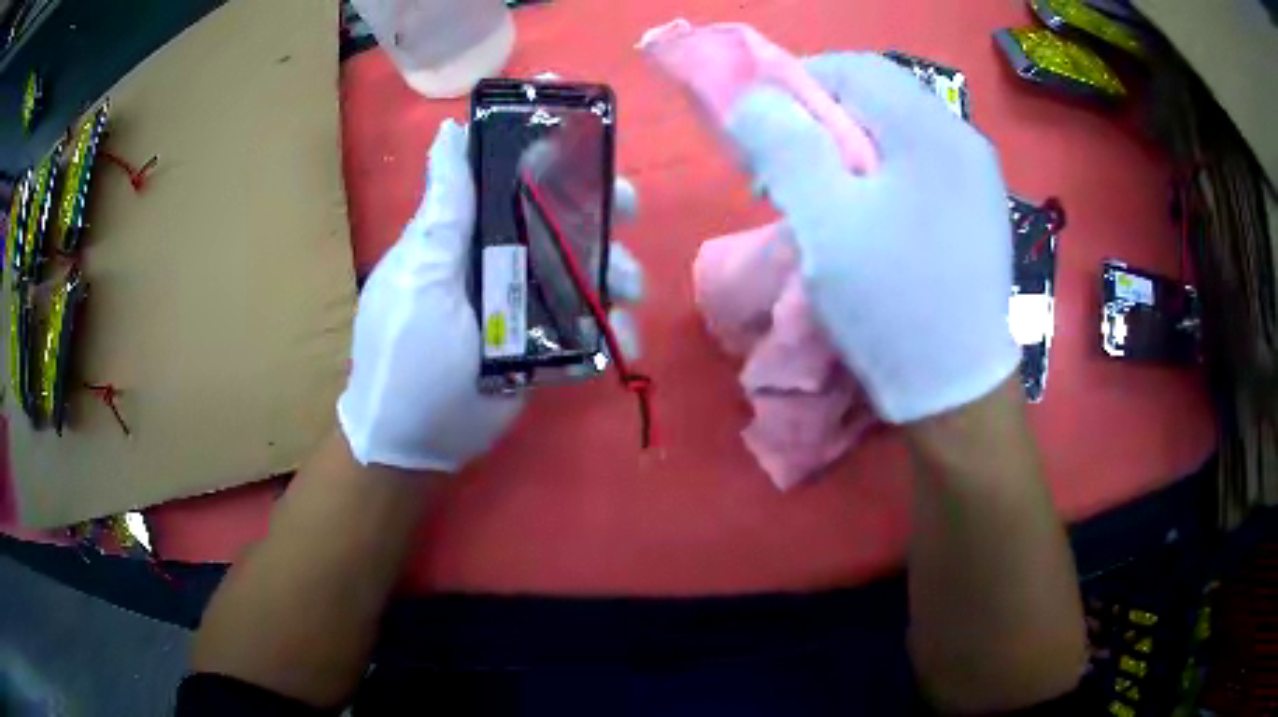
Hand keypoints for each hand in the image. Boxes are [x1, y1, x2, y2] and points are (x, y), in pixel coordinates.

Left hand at [338, 119, 643, 470]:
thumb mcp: (419, 276)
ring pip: (585, 266)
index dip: (547, 144)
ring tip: (630, 294)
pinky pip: (590, 324)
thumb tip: (447, 131)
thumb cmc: (405, 353)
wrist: (415, 443)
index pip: (511, 171)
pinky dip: (613, 331)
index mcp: (469, 231)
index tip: (584, 126)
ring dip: (617, 271)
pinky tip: (623, 345)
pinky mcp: (547, 342)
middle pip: (561, 214)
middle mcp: (502, 255)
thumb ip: (444, 212)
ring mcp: (527, 299)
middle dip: (601, 205)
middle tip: (627, 208)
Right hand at [724, 53, 1019, 422]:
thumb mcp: (825, 221)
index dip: (798, 83)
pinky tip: (868, 218)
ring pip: (897, 133)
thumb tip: (751, 95)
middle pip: (879, 97)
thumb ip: (784, 144)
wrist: (957, 393)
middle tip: (788, 171)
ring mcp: (977, 177)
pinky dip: (881, 175)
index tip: (763, 129)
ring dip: (849, 149)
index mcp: (931, 129)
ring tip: (823, 198)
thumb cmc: (893, 304)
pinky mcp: (978, 211)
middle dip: (822, 121)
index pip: (854, 68)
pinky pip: (920, 167)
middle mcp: (963, 139)